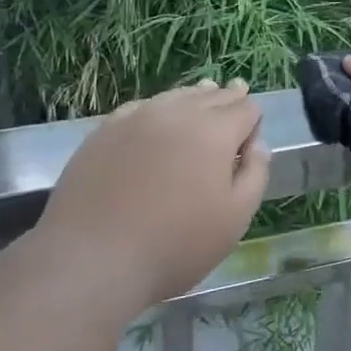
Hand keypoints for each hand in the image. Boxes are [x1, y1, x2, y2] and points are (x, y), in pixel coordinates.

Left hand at [36, 80, 270, 309]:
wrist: (93, 257)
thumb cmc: (176, 244)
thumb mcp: (235, 218)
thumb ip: (255, 174)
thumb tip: (258, 143)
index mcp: (214, 131)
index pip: (245, 108)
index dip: (253, 119)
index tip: (252, 133)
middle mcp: (176, 113)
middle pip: (210, 96)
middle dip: (227, 98)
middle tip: (236, 93)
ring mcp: (135, 119)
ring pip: (174, 97)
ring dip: (193, 98)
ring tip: (202, 95)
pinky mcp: (103, 132)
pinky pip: (140, 109)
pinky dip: (157, 109)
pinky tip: (155, 117)